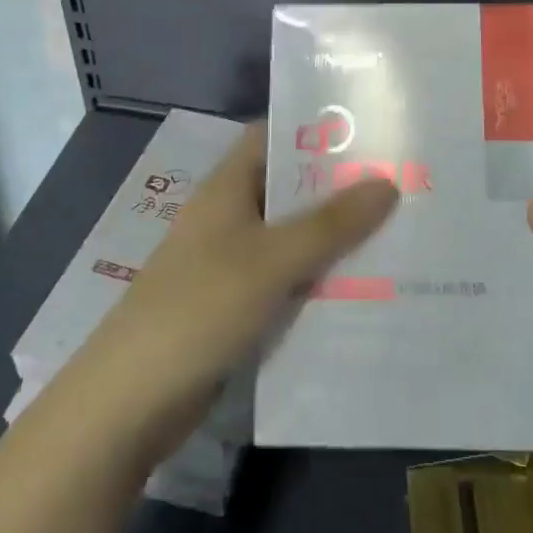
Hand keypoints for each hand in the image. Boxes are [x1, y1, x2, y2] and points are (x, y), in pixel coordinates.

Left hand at [77, 124, 397, 459]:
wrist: (130, 402)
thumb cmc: (200, 309)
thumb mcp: (272, 260)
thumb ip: (331, 223)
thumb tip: (387, 183)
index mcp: (227, 188)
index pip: (274, 137)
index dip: (317, 130)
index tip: (372, 134)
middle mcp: (229, 217)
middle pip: (290, 189)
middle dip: (340, 189)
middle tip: (401, 185)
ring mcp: (230, 264)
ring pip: (292, 239)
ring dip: (335, 239)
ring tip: (398, 234)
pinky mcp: (235, 307)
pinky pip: (287, 281)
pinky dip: (319, 281)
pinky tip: (364, 289)